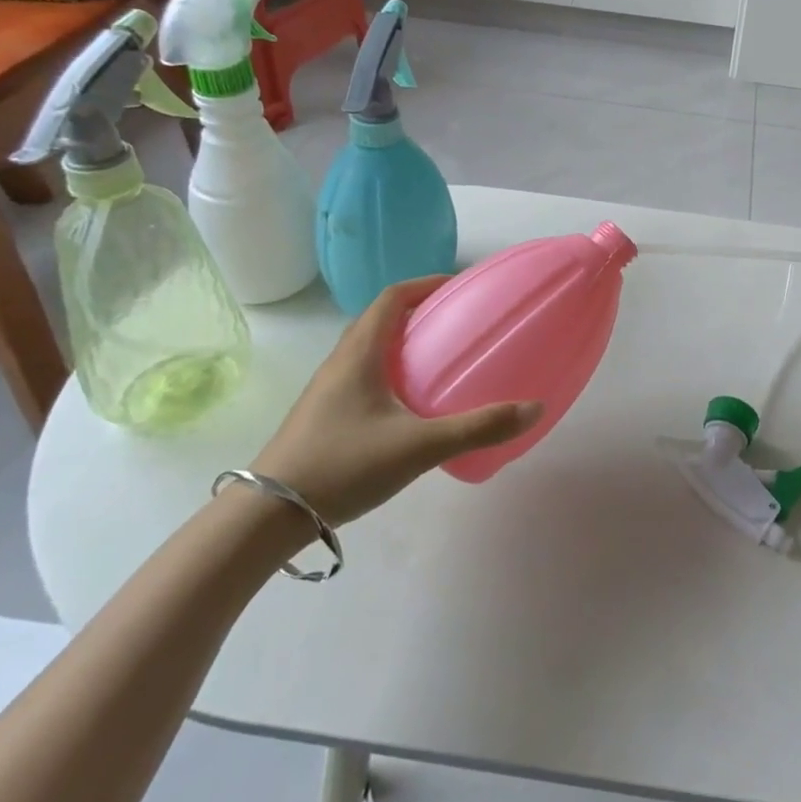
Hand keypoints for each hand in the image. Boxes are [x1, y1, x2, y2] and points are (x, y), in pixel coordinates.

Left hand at [251, 277, 541, 524]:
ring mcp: (328, 390)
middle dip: (421, 313)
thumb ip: (477, 428)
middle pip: (381, 319)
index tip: (460, 288)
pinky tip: (412, 407)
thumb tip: (534, 408)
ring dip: (404, 343)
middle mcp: (341, 362)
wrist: (266, 517)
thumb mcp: (418, 447)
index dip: (426, 284)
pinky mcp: (324, 416)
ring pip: (370, 349)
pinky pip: (363, 376)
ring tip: (441, 361)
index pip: (393, 297)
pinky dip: (392, 373)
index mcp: (359, 353)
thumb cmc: (343, 465)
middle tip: (459, 324)